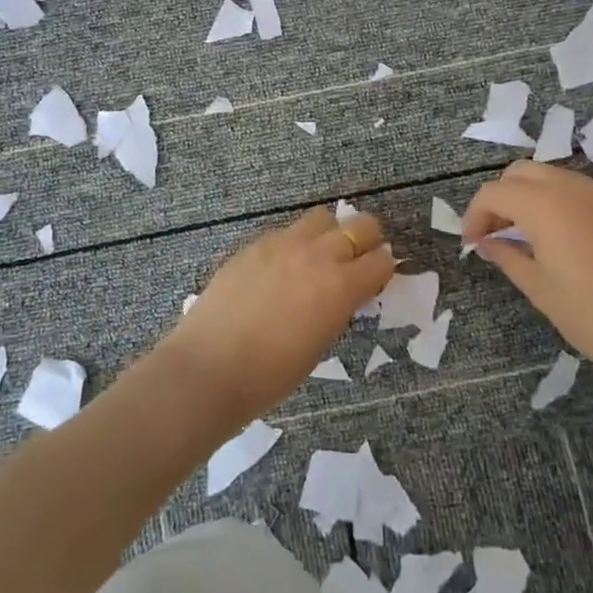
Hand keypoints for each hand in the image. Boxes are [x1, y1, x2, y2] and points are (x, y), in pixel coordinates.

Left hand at [163, 207, 395, 424]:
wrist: (210, 367)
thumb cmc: (271, 374)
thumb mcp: (320, 343)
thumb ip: (337, 308)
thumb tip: (341, 293)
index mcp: (341, 286)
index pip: (381, 261)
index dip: (383, 269)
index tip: (377, 278)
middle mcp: (318, 255)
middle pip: (360, 225)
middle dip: (366, 239)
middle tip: (357, 259)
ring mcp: (283, 244)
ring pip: (321, 218)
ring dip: (329, 233)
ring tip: (318, 256)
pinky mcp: (254, 244)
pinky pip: (285, 232)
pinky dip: (293, 243)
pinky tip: (280, 268)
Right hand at [461, 161, 592, 381]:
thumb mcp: (539, 289)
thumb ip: (507, 256)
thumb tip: (488, 242)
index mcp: (545, 205)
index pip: (494, 192)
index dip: (475, 214)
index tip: (473, 243)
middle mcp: (574, 188)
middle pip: (522, 172)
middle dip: (502, 197)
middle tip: (498, 233)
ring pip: (555, 178)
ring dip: (533, 199)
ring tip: (531, 239)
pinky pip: (584, 193)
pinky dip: (564, 206)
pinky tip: (570, 243)